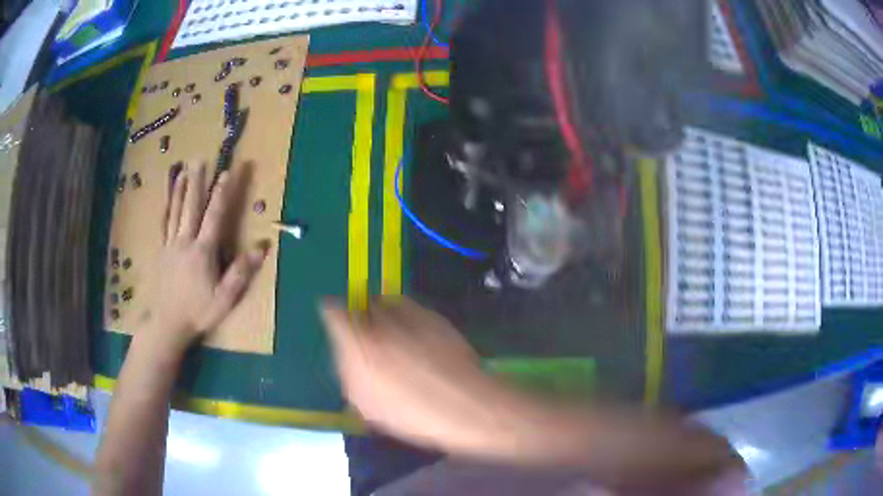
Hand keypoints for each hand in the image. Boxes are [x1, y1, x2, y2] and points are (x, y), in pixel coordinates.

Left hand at [145, 164, 263, 350]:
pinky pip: (163, 224)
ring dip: (179, 189)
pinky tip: (167, 200)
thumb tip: (262, 247)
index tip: (228, 172)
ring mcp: (170, 245)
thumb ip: (241, 273)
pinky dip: (166, 208)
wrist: (167, 324)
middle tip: (200, 159)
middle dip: (197, 181)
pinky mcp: (161, 251)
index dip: (222, 193)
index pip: (214, 216)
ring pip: (175, 211)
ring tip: (182, 170)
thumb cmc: (198, 312)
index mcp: (203, 251)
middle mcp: (185, 241)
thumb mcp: (224, 299)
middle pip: (191, 206)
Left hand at [320, 297, 503, 451]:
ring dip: (364, 359)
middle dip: (357, 334)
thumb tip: (374, 302)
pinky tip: (401, 385)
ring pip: (350, 368)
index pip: (332, 314)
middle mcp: (349, 373)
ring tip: (398, 363)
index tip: (360, 304)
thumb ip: (393, 306)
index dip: (344, 304)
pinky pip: (362, 390)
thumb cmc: (449, 363)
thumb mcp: (427, 321)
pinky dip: (373, 382)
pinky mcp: (370, 417)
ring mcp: (357, 399)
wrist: (468, 414)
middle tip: (388, 334)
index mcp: (360, 344)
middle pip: (341, 343)